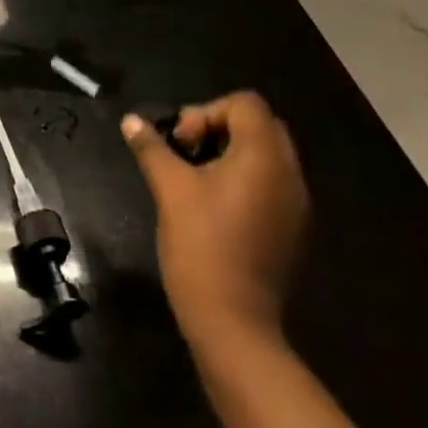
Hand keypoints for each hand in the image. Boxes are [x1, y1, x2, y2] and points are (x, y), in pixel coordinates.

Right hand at [121, 92, 308, 345]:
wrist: (234, 323)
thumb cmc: (202, 244)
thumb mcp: (169, 188)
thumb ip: (152, 147)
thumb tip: (131, 120)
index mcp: (265, 159)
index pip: (246, 104)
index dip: (207, 111)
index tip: (181, 142)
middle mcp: (290, 176)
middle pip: (260, 125)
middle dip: (219, 127)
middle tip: (187, 152)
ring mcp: (296, 205)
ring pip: (267, 155)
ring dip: (231, 153)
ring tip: (196, 178)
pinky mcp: (291, 229)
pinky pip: (272, 183)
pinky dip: (244, 179)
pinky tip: (214, 204)